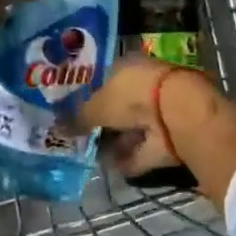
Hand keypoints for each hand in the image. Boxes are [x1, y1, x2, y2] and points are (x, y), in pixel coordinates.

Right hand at [70, 57, 235, 209]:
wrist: (176, 112)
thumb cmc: (132, 95)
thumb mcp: (98, 105)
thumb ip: (79, 118)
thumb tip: (58, 128)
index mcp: (128, 66)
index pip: (106, 79)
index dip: (91, 95)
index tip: (75, 113)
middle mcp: (144, 85)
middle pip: (120, 106)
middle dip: (104, 123)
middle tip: (82, 138)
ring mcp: (159, 111)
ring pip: (133, 128)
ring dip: (117, 143)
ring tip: (94, 157)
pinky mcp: (169, 136)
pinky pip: (144, 149)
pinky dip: (131, 159)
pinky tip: (113, 169)